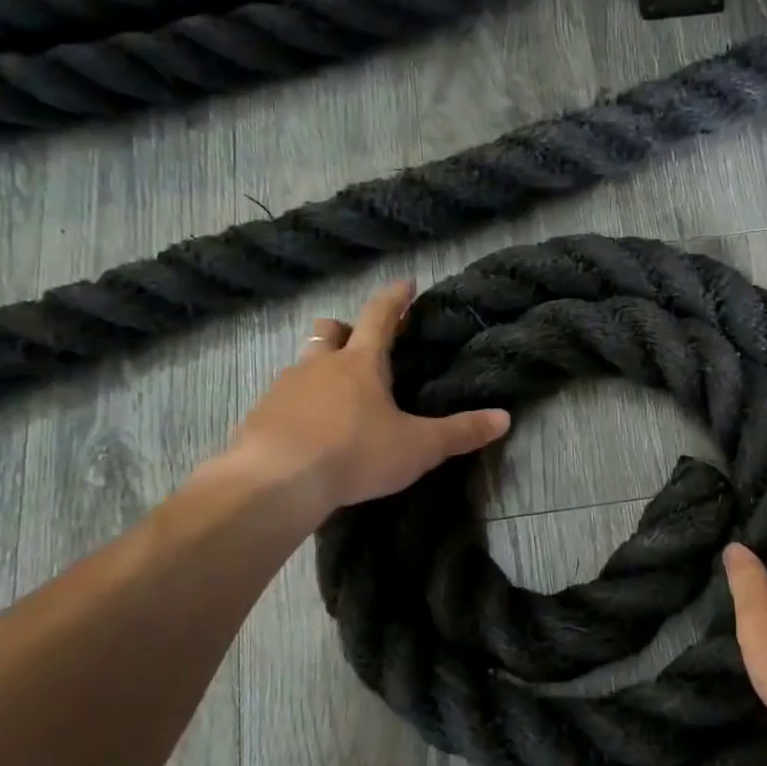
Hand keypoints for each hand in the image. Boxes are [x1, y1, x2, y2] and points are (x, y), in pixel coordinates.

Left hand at [220, 280, 510, 514]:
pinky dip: (299, 406)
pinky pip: (284, 399)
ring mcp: (285, 388)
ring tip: (336, 398)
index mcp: (362, 364)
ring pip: (304, 364)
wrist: (277, 481)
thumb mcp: (418, 447)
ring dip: (320, 370)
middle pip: (330, 332)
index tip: (405, 284)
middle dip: (345, 330)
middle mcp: (320, 365)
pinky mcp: (261, 415)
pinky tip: (308, 431)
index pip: (380, 316)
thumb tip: (504, 418)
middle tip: (358, 343)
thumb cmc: (355, 454)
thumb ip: (460, 433)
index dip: (395, 298)